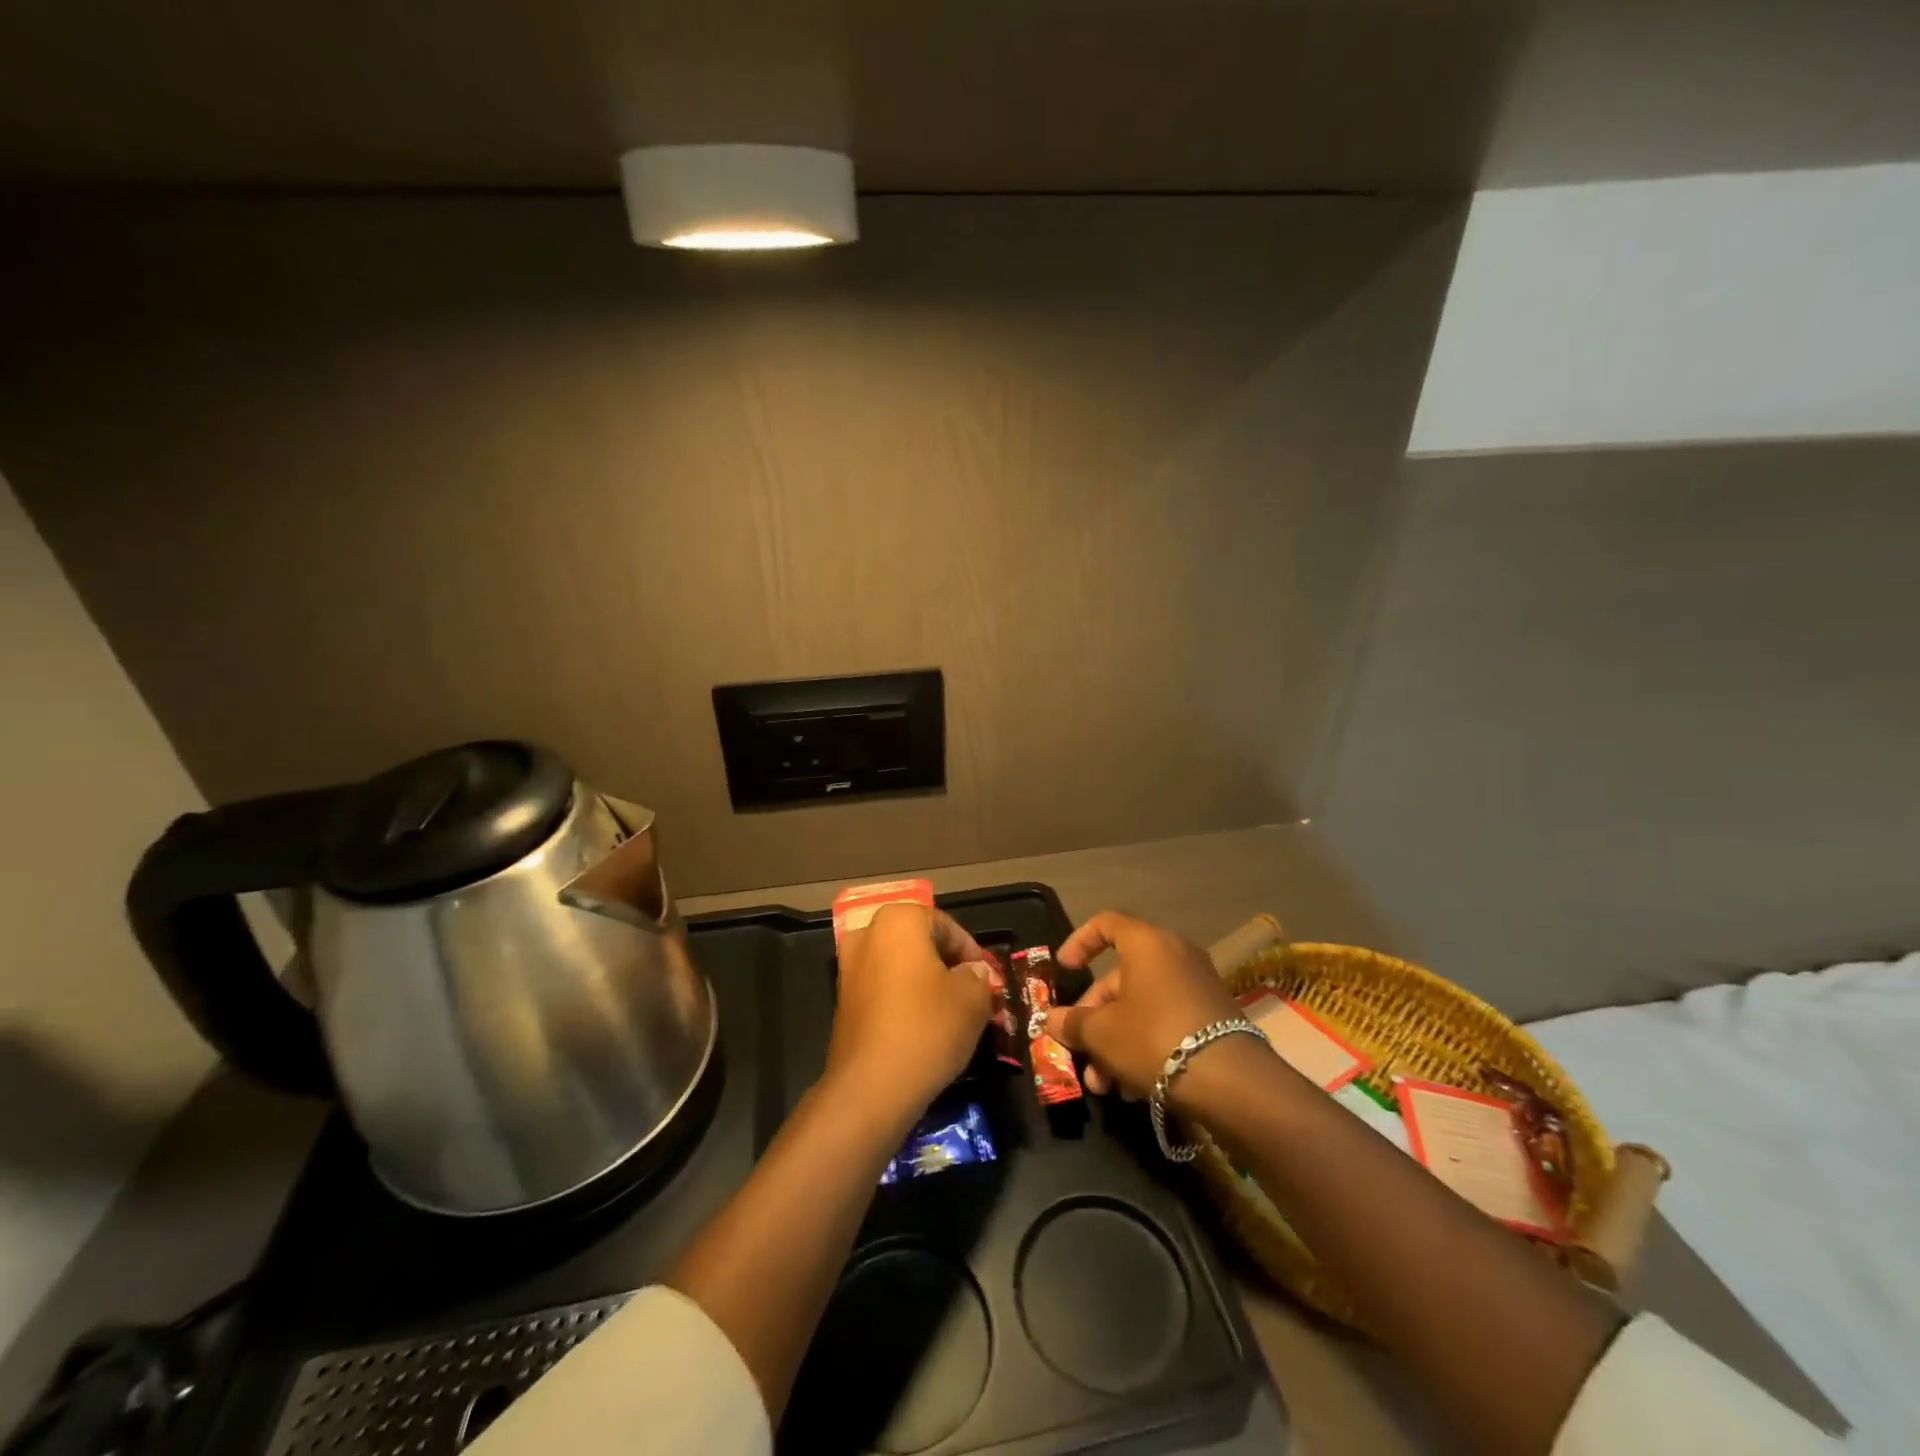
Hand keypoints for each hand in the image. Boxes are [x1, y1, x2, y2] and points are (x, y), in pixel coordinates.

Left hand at [825, 903, 993, 1128]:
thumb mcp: (972, 999)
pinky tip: (924, 1027)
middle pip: (919, 943)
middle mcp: (867, 935)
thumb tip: (973, 972)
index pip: (946, 926)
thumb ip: (978, 976)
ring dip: (926, 983)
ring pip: (900, 967)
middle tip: (973, 992)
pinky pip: (883, 989)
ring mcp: (849, 968)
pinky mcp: (843, 1001)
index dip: (971, 951)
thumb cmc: (927, 1027)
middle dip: (948, 965)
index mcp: (898, 920)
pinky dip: (904, 999)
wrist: (871, 1087)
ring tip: (953, 1012)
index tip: (988, 978)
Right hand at [1043, 911, 1241, 1104]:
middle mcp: (1175, 955)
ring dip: (1116, 1042)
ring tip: (1105, 1086)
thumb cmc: (1154, 1038)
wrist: (1231, 1081)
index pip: (1106, 923)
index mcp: (1146, 943)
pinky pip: (1167, 1021)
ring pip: (1143, 1006)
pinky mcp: (1215, 1018)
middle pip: (1122, 977)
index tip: (1064, 970)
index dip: (1079, 942)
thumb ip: (1073, 1023)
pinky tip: (1134, 1089)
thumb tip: (1051, 1020)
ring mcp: (1198, 986)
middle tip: (1081, 1052)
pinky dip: (1145, 1046)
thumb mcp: (1102, 1033)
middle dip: (1095, 1018)